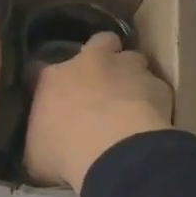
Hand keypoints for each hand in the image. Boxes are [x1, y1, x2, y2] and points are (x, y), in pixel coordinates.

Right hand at [24, 32, 172, 187]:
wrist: (117, 154)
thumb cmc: (66, 153)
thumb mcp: (36, 154)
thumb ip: (39, 139)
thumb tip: (41, 144)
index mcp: (52, 78)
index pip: (38, 68)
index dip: (45, 80)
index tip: (49, 93)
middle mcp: (89, 63)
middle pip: (99, 42)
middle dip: (102, 54)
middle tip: (101, 79)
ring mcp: (127, 69)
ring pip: (133, 58)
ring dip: (132, 74)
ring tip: (132, 97)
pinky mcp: (159, 86)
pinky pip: (157, 87)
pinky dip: (155, 99)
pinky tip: (154, 117)